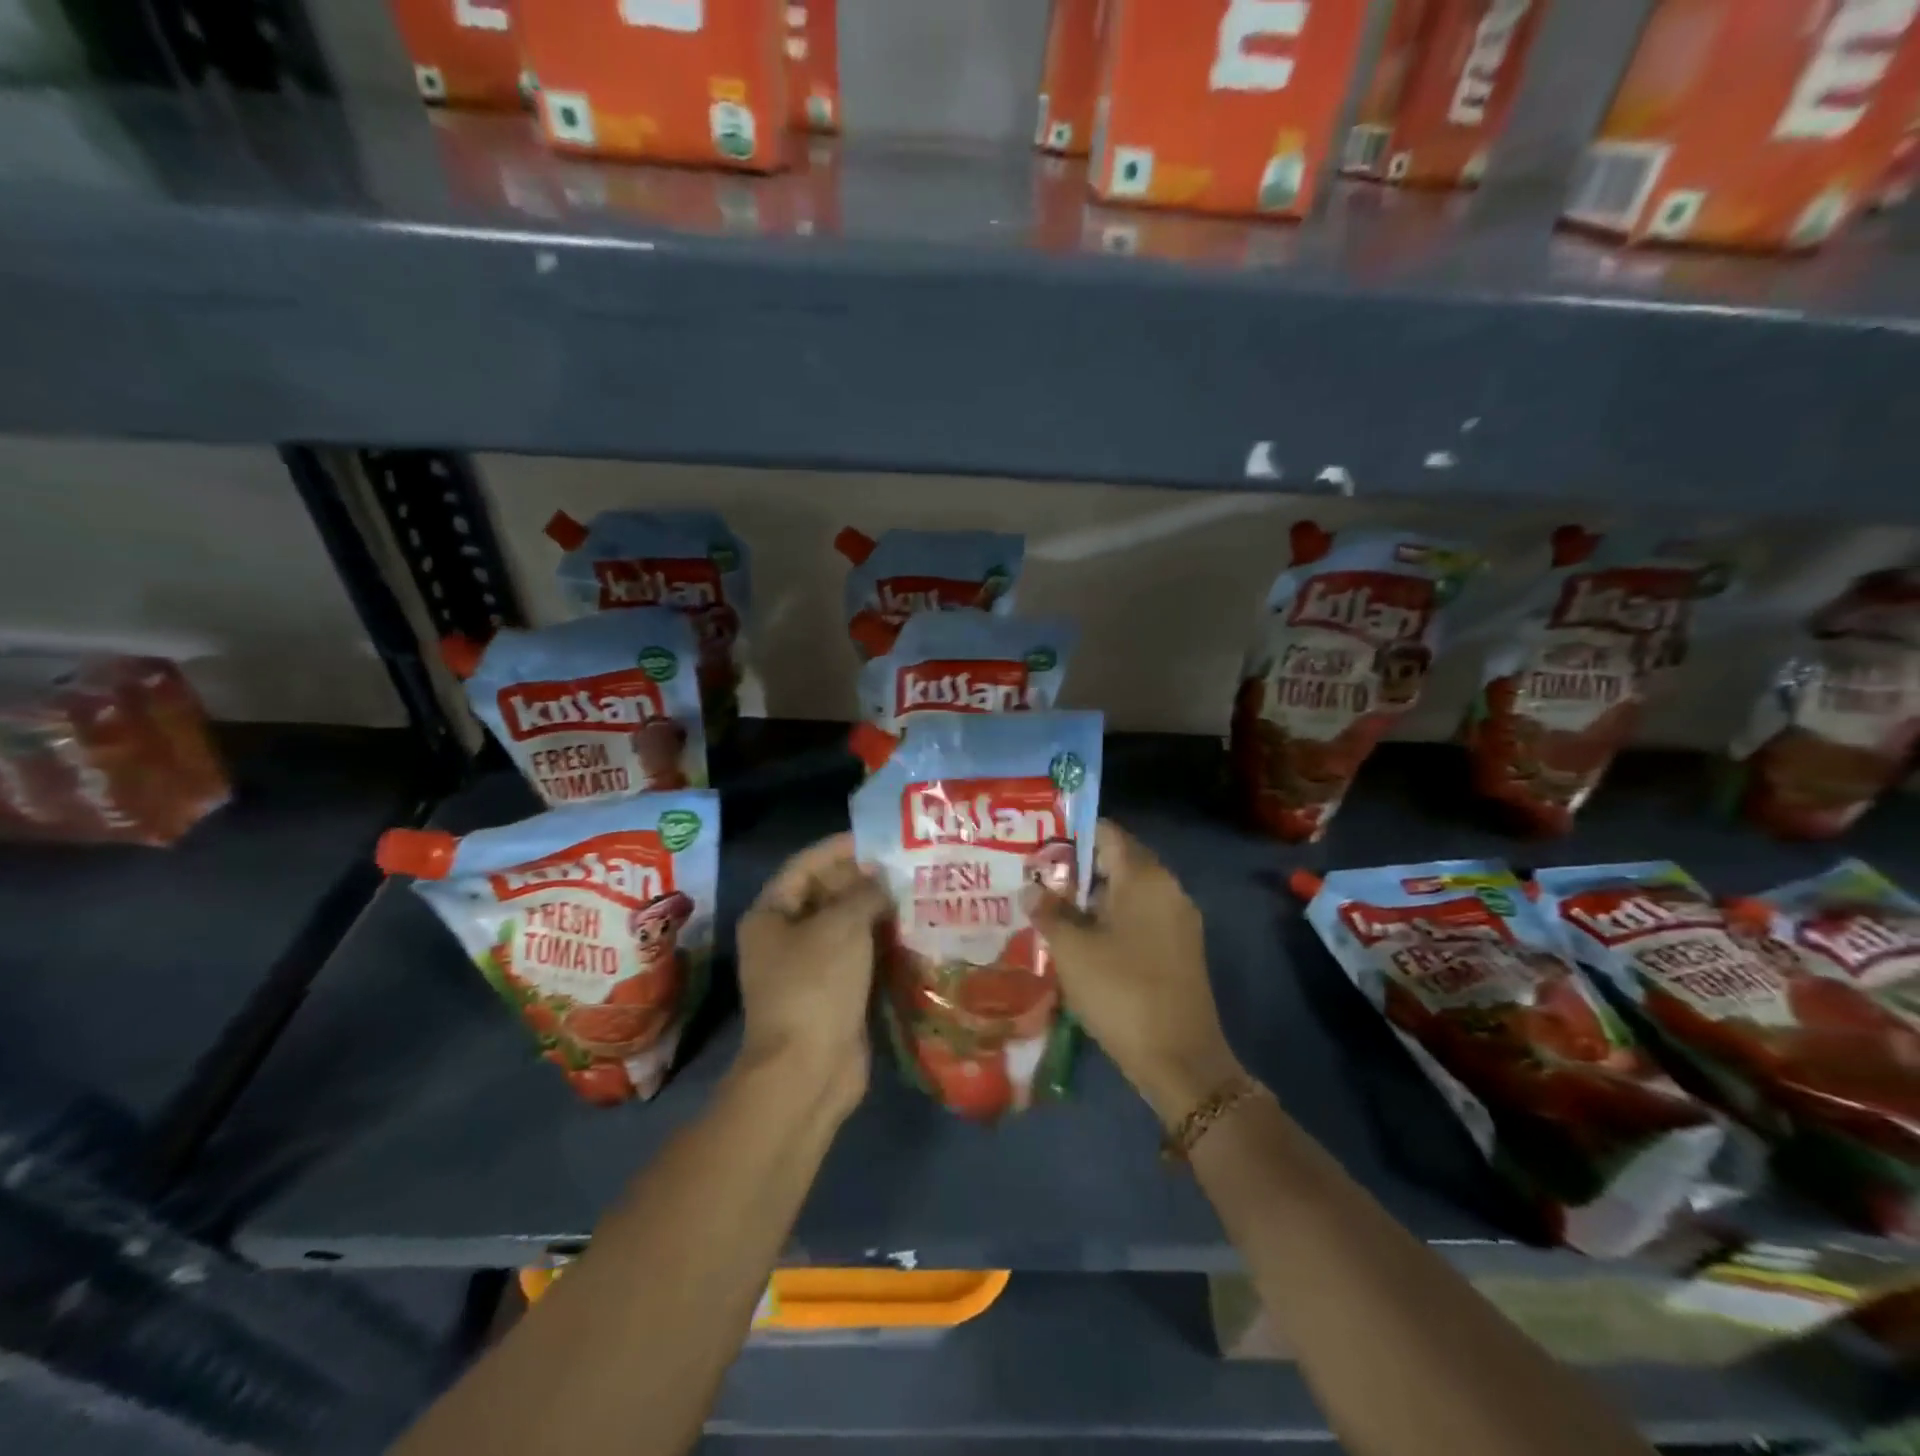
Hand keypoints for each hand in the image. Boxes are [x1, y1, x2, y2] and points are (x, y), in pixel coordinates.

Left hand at [735, 832, 888, 1115]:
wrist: (808, 1070)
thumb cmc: (816, 985)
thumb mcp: (841, 927)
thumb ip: (865, 893)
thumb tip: (883, 881)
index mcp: (771, 915)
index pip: (806, 866)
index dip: (840, 848)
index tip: (879, 838)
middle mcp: (784, 937)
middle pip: (825, 894)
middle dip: (862, 879)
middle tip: (905, 865)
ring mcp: (808, 968)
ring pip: (844, 926)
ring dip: (874, 911)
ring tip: (914, 891)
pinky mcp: (832, 993)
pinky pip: (857, 955)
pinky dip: (879, 942)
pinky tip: (911, 930)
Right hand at [1024, 820, 1241, 1124]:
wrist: (1180, 1060)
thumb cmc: (1121, 992)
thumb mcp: (1073, 950)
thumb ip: (1049, 912)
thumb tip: (1031, 889)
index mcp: (1145, 877)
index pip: (1106, 833)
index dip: (1071, 835)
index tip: (1038, 845)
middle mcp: (1168, 888)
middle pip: (1117, 861)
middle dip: (1076, 869)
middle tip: (1036, 879)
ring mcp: (1178, 920)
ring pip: (1128, 893)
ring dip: (1092, 898)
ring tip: (1050, 909)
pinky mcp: (1180, 949)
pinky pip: (1140, 918)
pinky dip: (1111, 920)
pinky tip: (1082, 940)